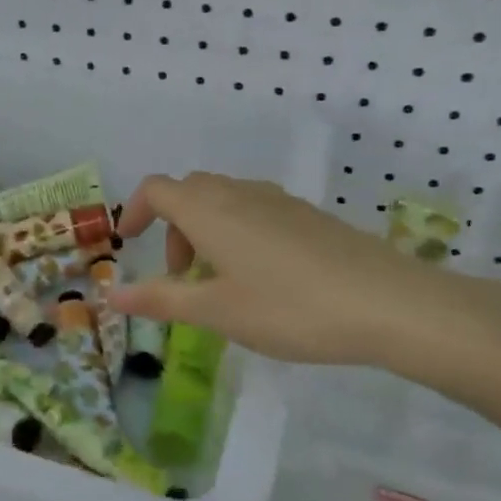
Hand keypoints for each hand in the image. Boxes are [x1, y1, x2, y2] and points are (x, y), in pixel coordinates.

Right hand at [109, 172, 473, 370]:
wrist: (389, 304)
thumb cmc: (289, 308)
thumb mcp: (216, 311)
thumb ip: (161, 300)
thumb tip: (111, 295)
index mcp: (209, 210)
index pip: (156, 189)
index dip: (135, 211)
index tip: (132, 245)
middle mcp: (240, 194)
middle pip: (189, 192)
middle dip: (172, 228)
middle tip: (180, 275)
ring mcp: (279, 201)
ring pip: (224, 201)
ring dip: (205, 231)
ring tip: (219, 281)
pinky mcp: (308, 215)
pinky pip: (255, 211)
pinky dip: (237, 233)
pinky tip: (261, 277)